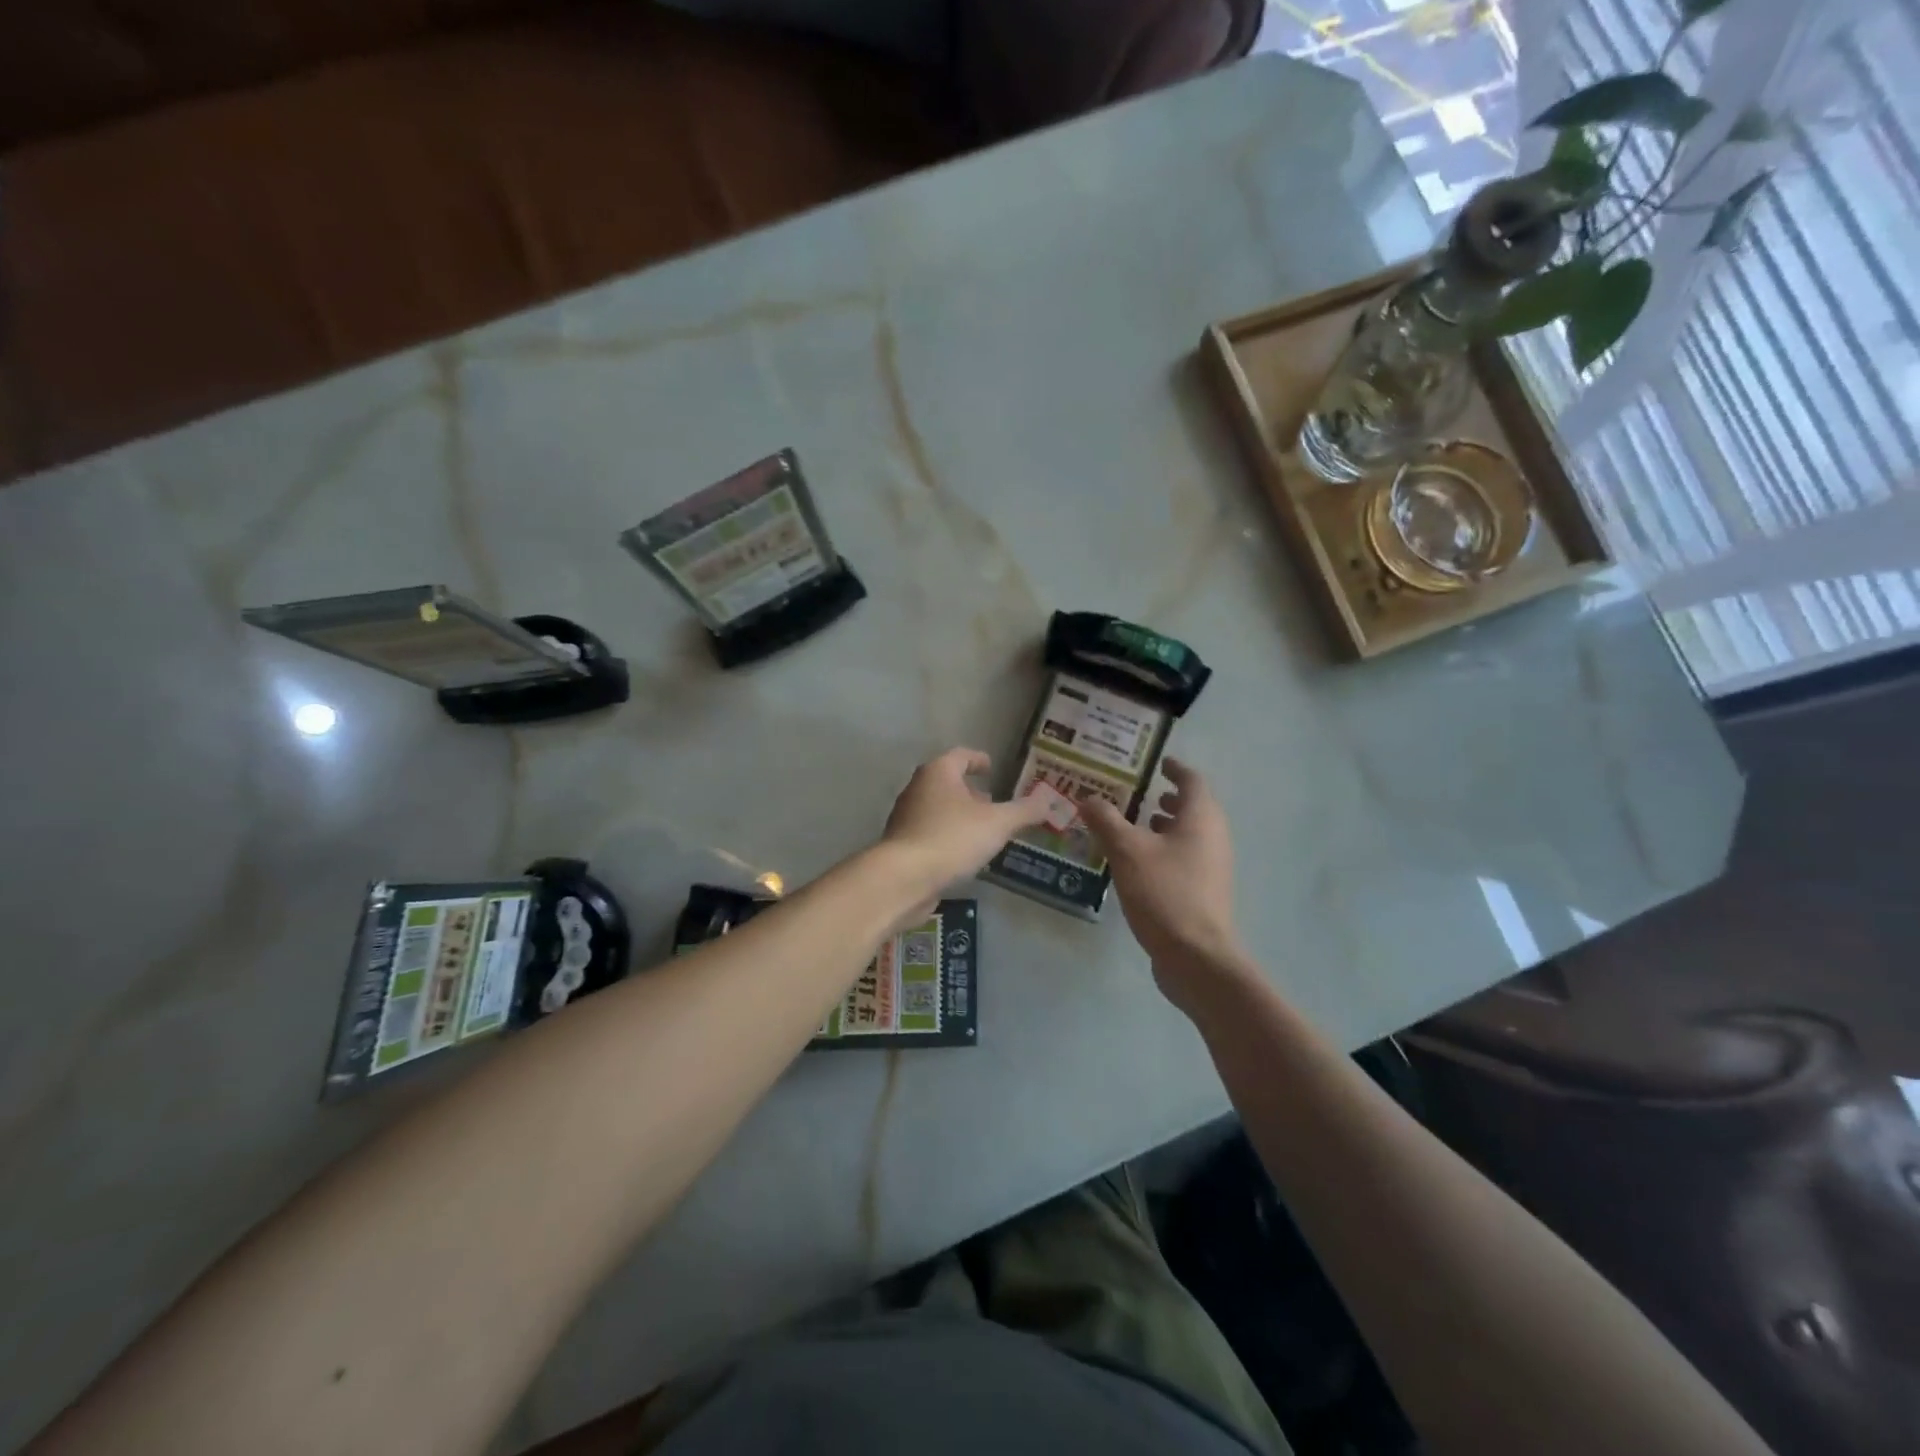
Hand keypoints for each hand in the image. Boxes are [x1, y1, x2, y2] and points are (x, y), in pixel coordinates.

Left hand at [881, 748, 1048, 897]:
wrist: (903, 878)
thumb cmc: (952, 839)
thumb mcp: (997, 824)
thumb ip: (1024, 811)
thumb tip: (1049, 800)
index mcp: (938, 772)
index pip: (960, 756)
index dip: (978, 760)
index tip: (991, 767)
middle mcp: (917, 788)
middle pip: (946, 782)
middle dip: (969, 791)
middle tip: (992, 802)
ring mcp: (905, 817)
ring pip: (937, 808)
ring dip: (958, 815)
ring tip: (982, 830)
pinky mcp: (901, 844)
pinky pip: (929, 832)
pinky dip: (947, 835)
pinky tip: (962, 854)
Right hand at [1082, 759, 1250, 1008]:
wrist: (1196, 956)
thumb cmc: (1164, 893)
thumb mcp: (1127, 851)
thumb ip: (1106, 820)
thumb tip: (1088, 798)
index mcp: (1200, 819)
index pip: (1192, 781)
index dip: (1175, 769)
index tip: (1158, 762)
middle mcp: (1213, 837)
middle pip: (1194, 807)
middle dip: (1168, 798)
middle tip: (1140, 793)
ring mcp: (1212, 867)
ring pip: (1190, 834)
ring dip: (1166, 825)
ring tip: (1136, 825)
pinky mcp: (1204, 892)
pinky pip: (1185, 857)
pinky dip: (1166, 849)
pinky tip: (1139, 862)